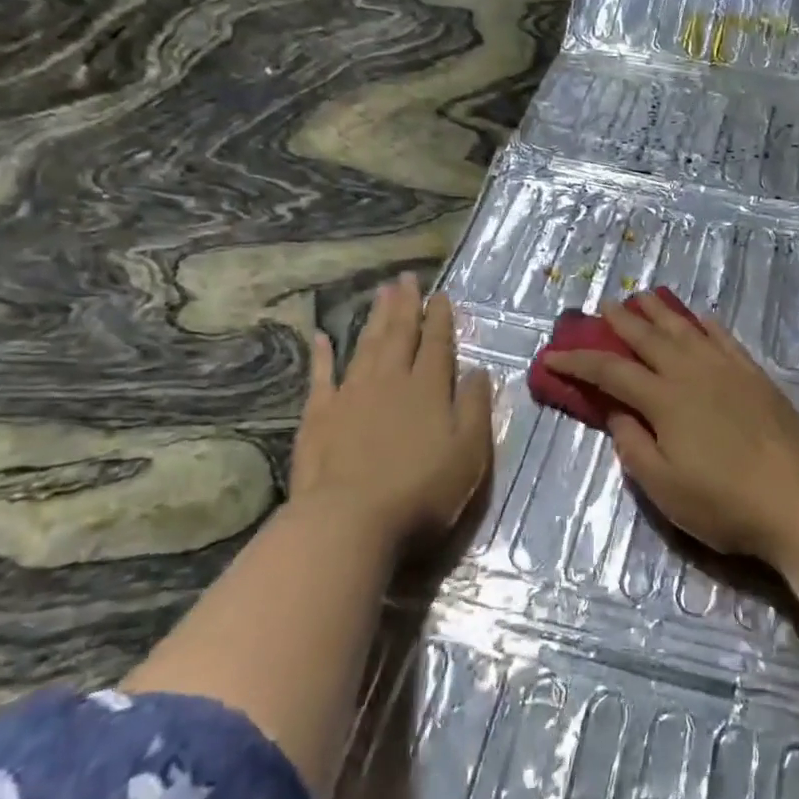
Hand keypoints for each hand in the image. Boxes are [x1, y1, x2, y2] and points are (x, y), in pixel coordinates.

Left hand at [289, 273, 492, 554]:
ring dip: (374, 318)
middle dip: (405, 305)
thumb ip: (476, 407)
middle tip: (406, 277)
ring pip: (365, 346)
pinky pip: (321, 376)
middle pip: (399, 335)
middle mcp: (390, 381)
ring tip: (380, 292)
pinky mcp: (319, 416)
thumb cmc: (421, 491)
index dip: (440, 318)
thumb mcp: (469, 452)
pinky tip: (322, 337)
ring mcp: (351, 395)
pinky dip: (322, 355)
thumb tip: (480, 371)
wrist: (349, 521)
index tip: (441, 295)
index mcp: (429, 388)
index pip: (437, 344)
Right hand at [547, 294, 798, 560]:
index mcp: (664, 399)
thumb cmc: (723, 502)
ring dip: (660, 311)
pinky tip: (700, 318)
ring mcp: (726, 369)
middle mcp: (691, 372)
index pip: (610, 372)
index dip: (578, 362)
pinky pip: (724, 338)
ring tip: (643, 297)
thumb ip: (633, 445)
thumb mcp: (664, 487)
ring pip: (685, 329)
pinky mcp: (754, 374)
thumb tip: (617, 410)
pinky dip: (706, 324)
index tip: (552, 356)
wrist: (797, 499)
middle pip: (648, 338)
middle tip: (603, 305)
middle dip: (621, 320)